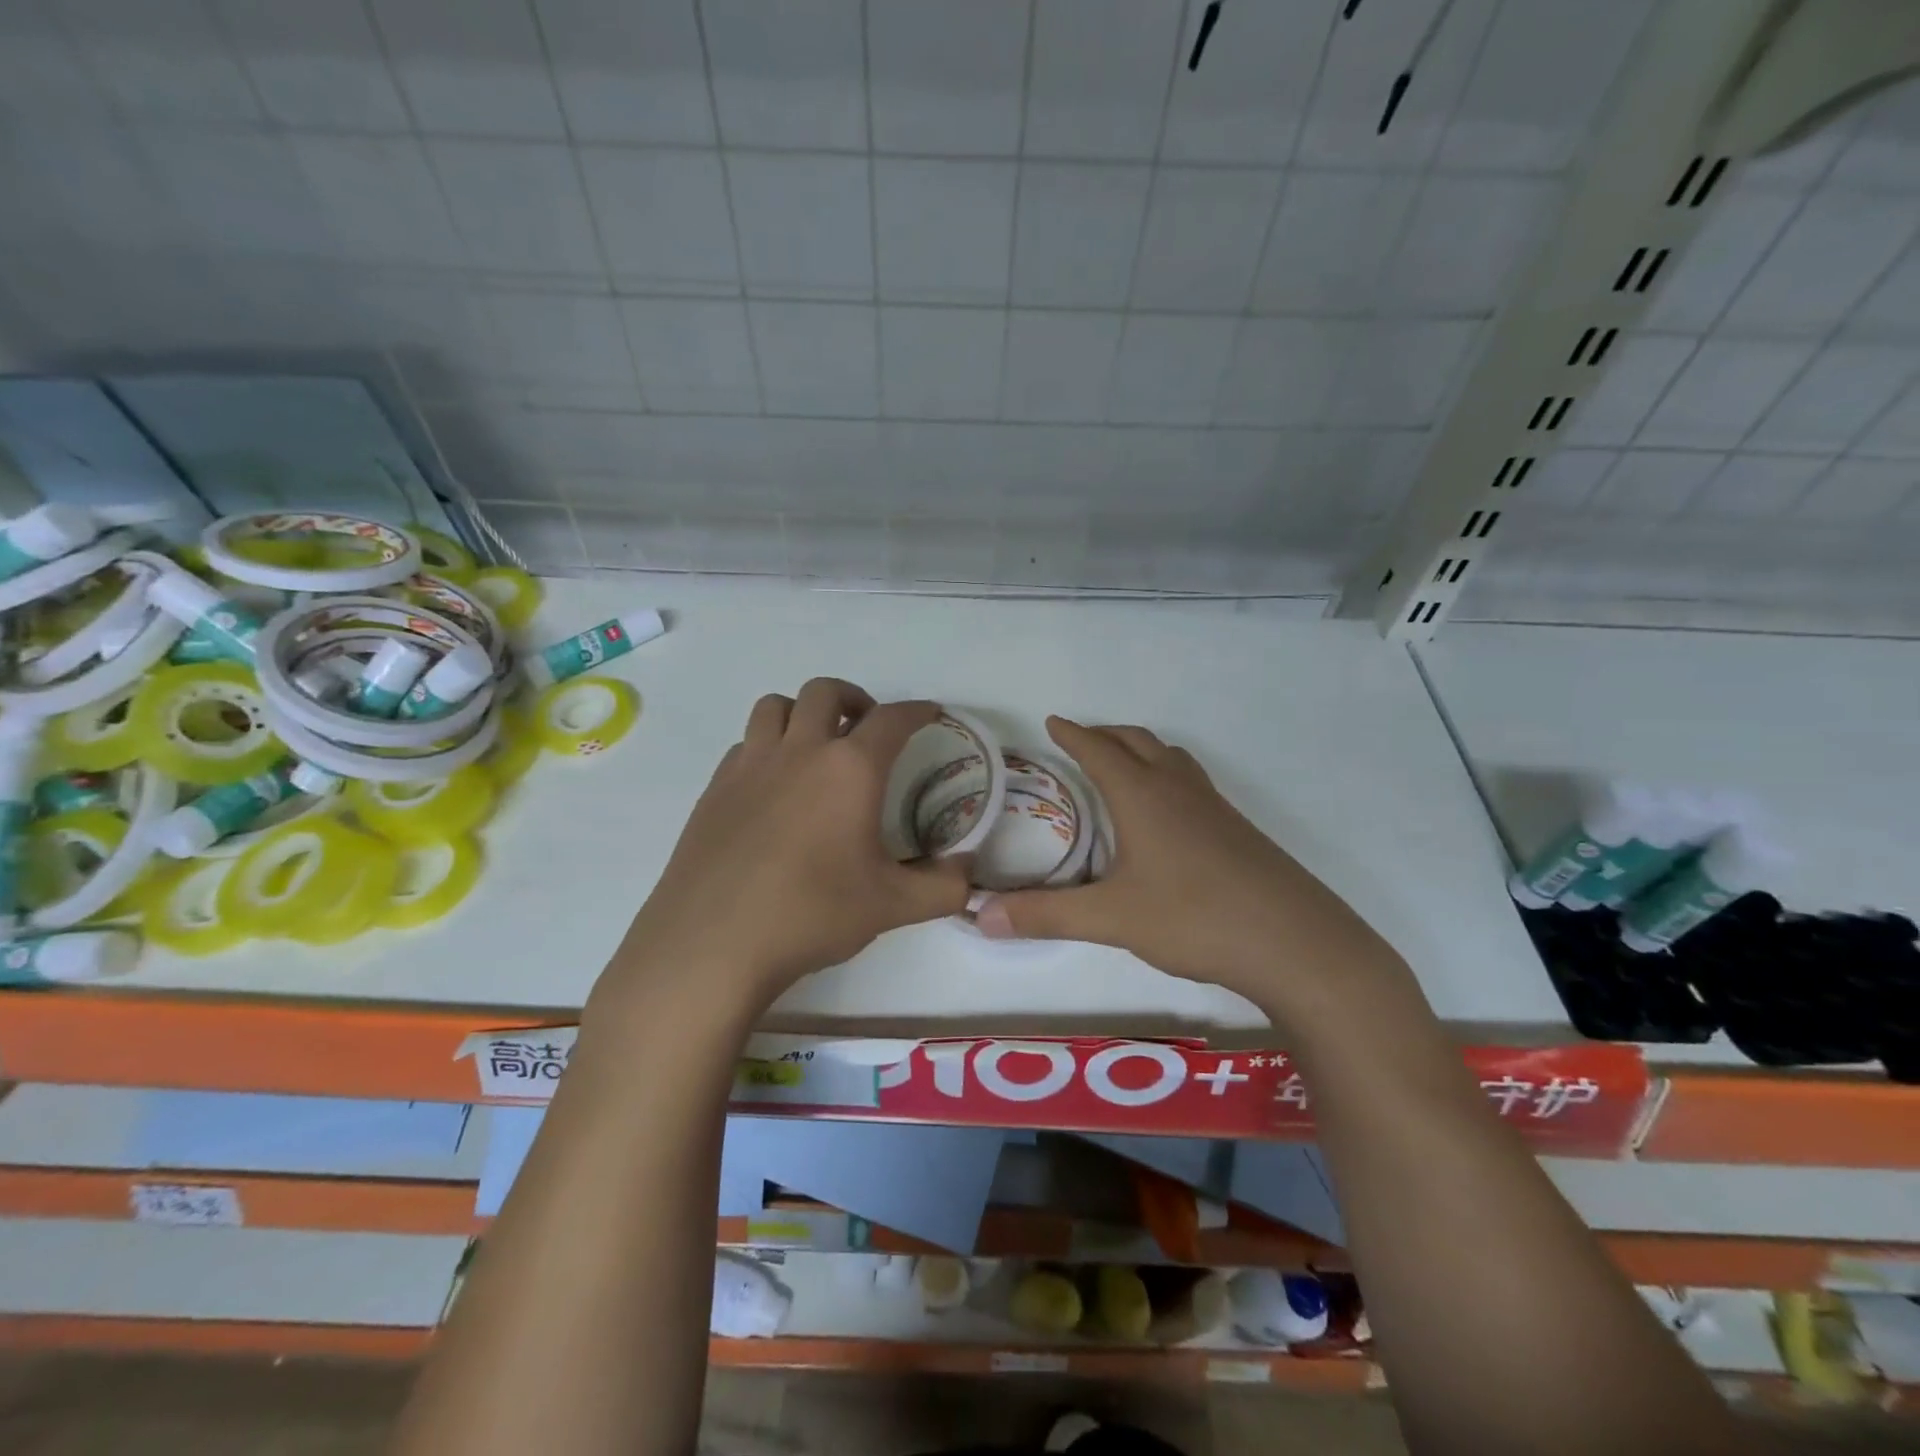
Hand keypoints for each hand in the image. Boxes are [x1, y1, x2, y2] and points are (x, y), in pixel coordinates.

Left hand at [600, 679, 971, 1012]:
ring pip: (775, 706)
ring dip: (803, 713)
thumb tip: (968, 876)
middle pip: (826, 693)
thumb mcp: (893, 906)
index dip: (917, 711)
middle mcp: (800, 752)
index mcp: (850, 769)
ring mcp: (750, 766)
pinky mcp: (714, 789)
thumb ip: (943, 888)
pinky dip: (768, 747)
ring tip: (816, 744)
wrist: (712, 944)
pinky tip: (774, 786)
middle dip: (855, 698)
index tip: (930, 714)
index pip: (892, 719)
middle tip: (868, 727)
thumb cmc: (812, 914)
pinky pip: (746, 745)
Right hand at [972, 717, 1404, 1009]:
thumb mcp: (1111, 918)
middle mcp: (1178, 788)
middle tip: (1079, 741)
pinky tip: (1166, 815)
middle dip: (1105, 735)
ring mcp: (1214, 807)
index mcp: (1143, 795)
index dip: (1073, 734)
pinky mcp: (1237, 830)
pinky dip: (1167, 776)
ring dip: (1140, 751)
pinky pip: (1192, 783)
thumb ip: (1045, 915)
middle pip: (1137, 741)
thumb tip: (979, 916)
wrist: (1296, 943)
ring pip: (1171, 758)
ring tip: (1121, 767)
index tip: (1052, 721)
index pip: (1099, 750)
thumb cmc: (1195, 918)